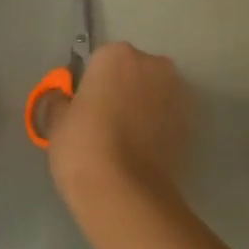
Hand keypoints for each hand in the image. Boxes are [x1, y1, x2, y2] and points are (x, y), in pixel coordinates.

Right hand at [47, 42, 190, 210]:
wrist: (125, 193)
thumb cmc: (83, 147)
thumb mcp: (57, 121)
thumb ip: (61, 102)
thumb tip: (63, 100)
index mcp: (117, 55)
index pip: (100, 61)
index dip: (91, 85)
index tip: (84, 108)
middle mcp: (154, 65)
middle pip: (133, 73)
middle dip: (121, 91)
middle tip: (103, 123)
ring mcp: (177, 94)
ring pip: (154, 94)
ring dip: (142, 108)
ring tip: (124, 141)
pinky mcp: (191, 124)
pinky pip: (167, 118)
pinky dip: (157, 128)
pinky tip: (141, 152)